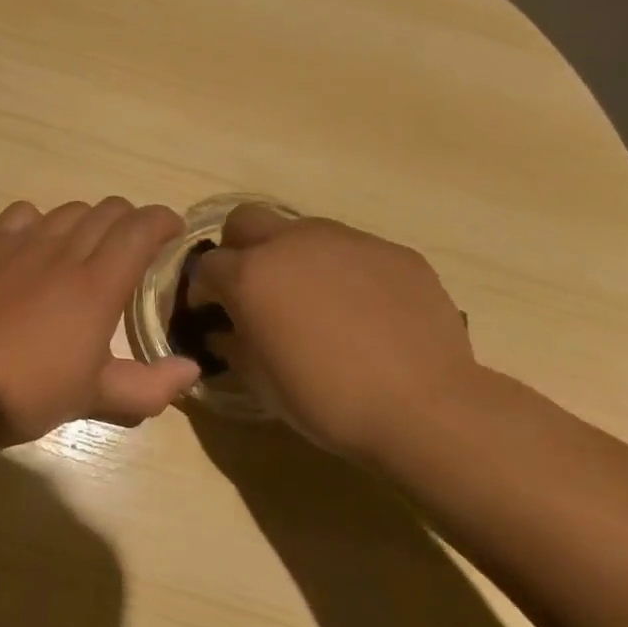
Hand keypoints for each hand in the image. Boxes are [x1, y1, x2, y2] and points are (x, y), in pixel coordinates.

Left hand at [0, 198, 202, 445]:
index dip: (164, 220)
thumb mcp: (98, 398)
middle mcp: (64, 253)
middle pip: (109, 210)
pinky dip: (42, 220)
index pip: (141, 227)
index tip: (174, 233)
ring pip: (70, 209)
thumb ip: (152, 386)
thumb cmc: (32, 394)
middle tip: (135, 248)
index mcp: (98, 285)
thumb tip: (192, 370)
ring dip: (90, 221)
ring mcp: (22, 246)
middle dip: (132, 221)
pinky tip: (39, 245)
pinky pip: (23, 213)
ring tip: (88, 248)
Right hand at [192, 204, 482, 459]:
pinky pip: (352, 250)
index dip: (204, 290)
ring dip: (292, 257)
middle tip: (254, 289)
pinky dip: (342, 271)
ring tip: (313, 301)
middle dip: (239, 248)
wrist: (423, 406)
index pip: (207, 265)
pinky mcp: (392, 250)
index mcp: (251, 275)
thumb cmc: (327, 400)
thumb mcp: (262, 383)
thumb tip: (224, 331)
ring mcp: (347, 240)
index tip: (213, 314)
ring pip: (302, 230)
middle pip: (245, 220)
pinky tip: (363, 311)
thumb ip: (234, 346)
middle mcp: (293, 243)